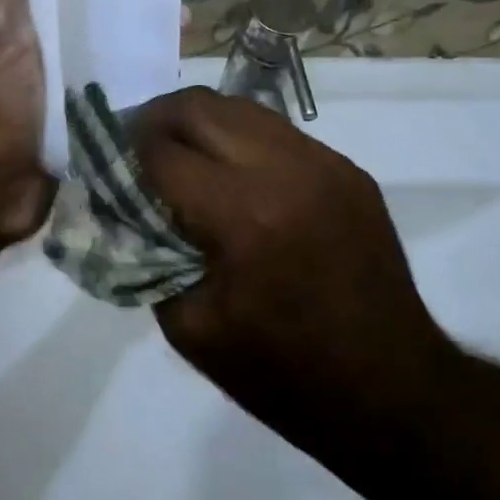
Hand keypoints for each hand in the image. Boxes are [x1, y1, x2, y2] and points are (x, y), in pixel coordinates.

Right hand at [133, 87, 460, 453]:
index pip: (161, 151)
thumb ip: (146, 254)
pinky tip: (235, 177)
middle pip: (198, 106)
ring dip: (199, 124)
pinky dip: (241, 141)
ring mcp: (324, 163)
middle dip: (155, 121)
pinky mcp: (348, 169)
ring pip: (239, 108)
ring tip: (182, 155)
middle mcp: (285, 171)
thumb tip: (123, 208)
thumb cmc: (283, 375)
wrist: (394, 393)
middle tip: (137, 149)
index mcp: (242, 217)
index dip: (123, 153)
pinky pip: (277, 132)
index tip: (106, 163)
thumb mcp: (189, 327)